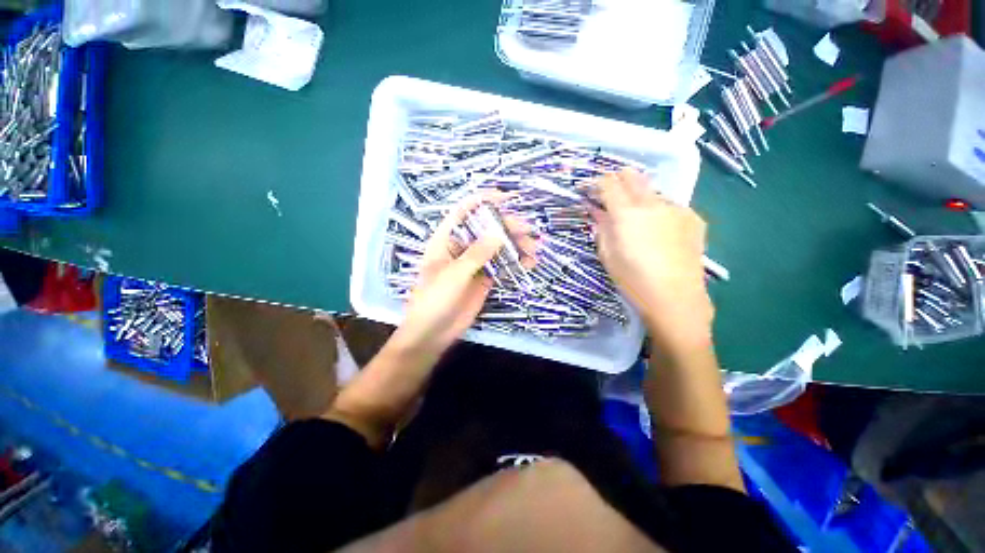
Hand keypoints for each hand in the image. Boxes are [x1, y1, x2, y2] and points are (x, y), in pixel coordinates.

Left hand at [393, 194, 534, 355]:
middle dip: (507, 226)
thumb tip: (499, 234)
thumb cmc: (435, 299)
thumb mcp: (454, 274)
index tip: (505, 198)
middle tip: (528, 229)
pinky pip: (502, 267)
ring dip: (516, 245)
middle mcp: (461, 248)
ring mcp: (474, 264)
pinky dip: (515, 264)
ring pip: (497, 248)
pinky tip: (529, 263)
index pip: (464, 212)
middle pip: (486, 229)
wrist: (433, 332)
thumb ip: (476, 254)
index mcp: (446, 240)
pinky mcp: (484, 279)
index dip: (482, 201)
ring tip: (535, 248)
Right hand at [592, 169, 713, 356]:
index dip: (595, 182)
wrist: (675, 298)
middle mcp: (653, 203)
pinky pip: (670, 206)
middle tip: (609, 194)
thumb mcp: (607, 254)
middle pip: (632, 176)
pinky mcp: (693, 218)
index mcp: (627, 213)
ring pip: (652, 191)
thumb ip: (601, 227)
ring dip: (639, 198)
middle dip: (617, 179)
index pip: (608, 183)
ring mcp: (676, 208)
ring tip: (637, 220)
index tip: (588, 189)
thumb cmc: (632, 280)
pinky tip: (660, 232)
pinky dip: (659, 212)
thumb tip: (597, 211)